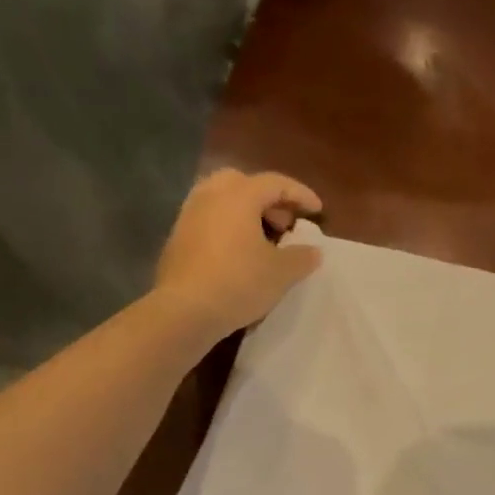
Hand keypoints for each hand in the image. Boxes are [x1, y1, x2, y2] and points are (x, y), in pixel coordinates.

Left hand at [154, 168, 323, 338]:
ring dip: (246, 213)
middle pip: (243, 183)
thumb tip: (313, 251)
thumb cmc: (239, 283)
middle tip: (285, 223)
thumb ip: (302, 257)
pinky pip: (209, 220)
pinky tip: (239, 254)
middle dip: (268, 199)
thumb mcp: (282, 272)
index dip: (300, 194)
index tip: (318, 211)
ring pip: (222, 200)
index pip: (275, 183)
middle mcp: (210, 196)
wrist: (184, 311)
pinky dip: (228, 227)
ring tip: (263, 239)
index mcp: (239, 196)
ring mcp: (188, 216)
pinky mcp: (177, 238)